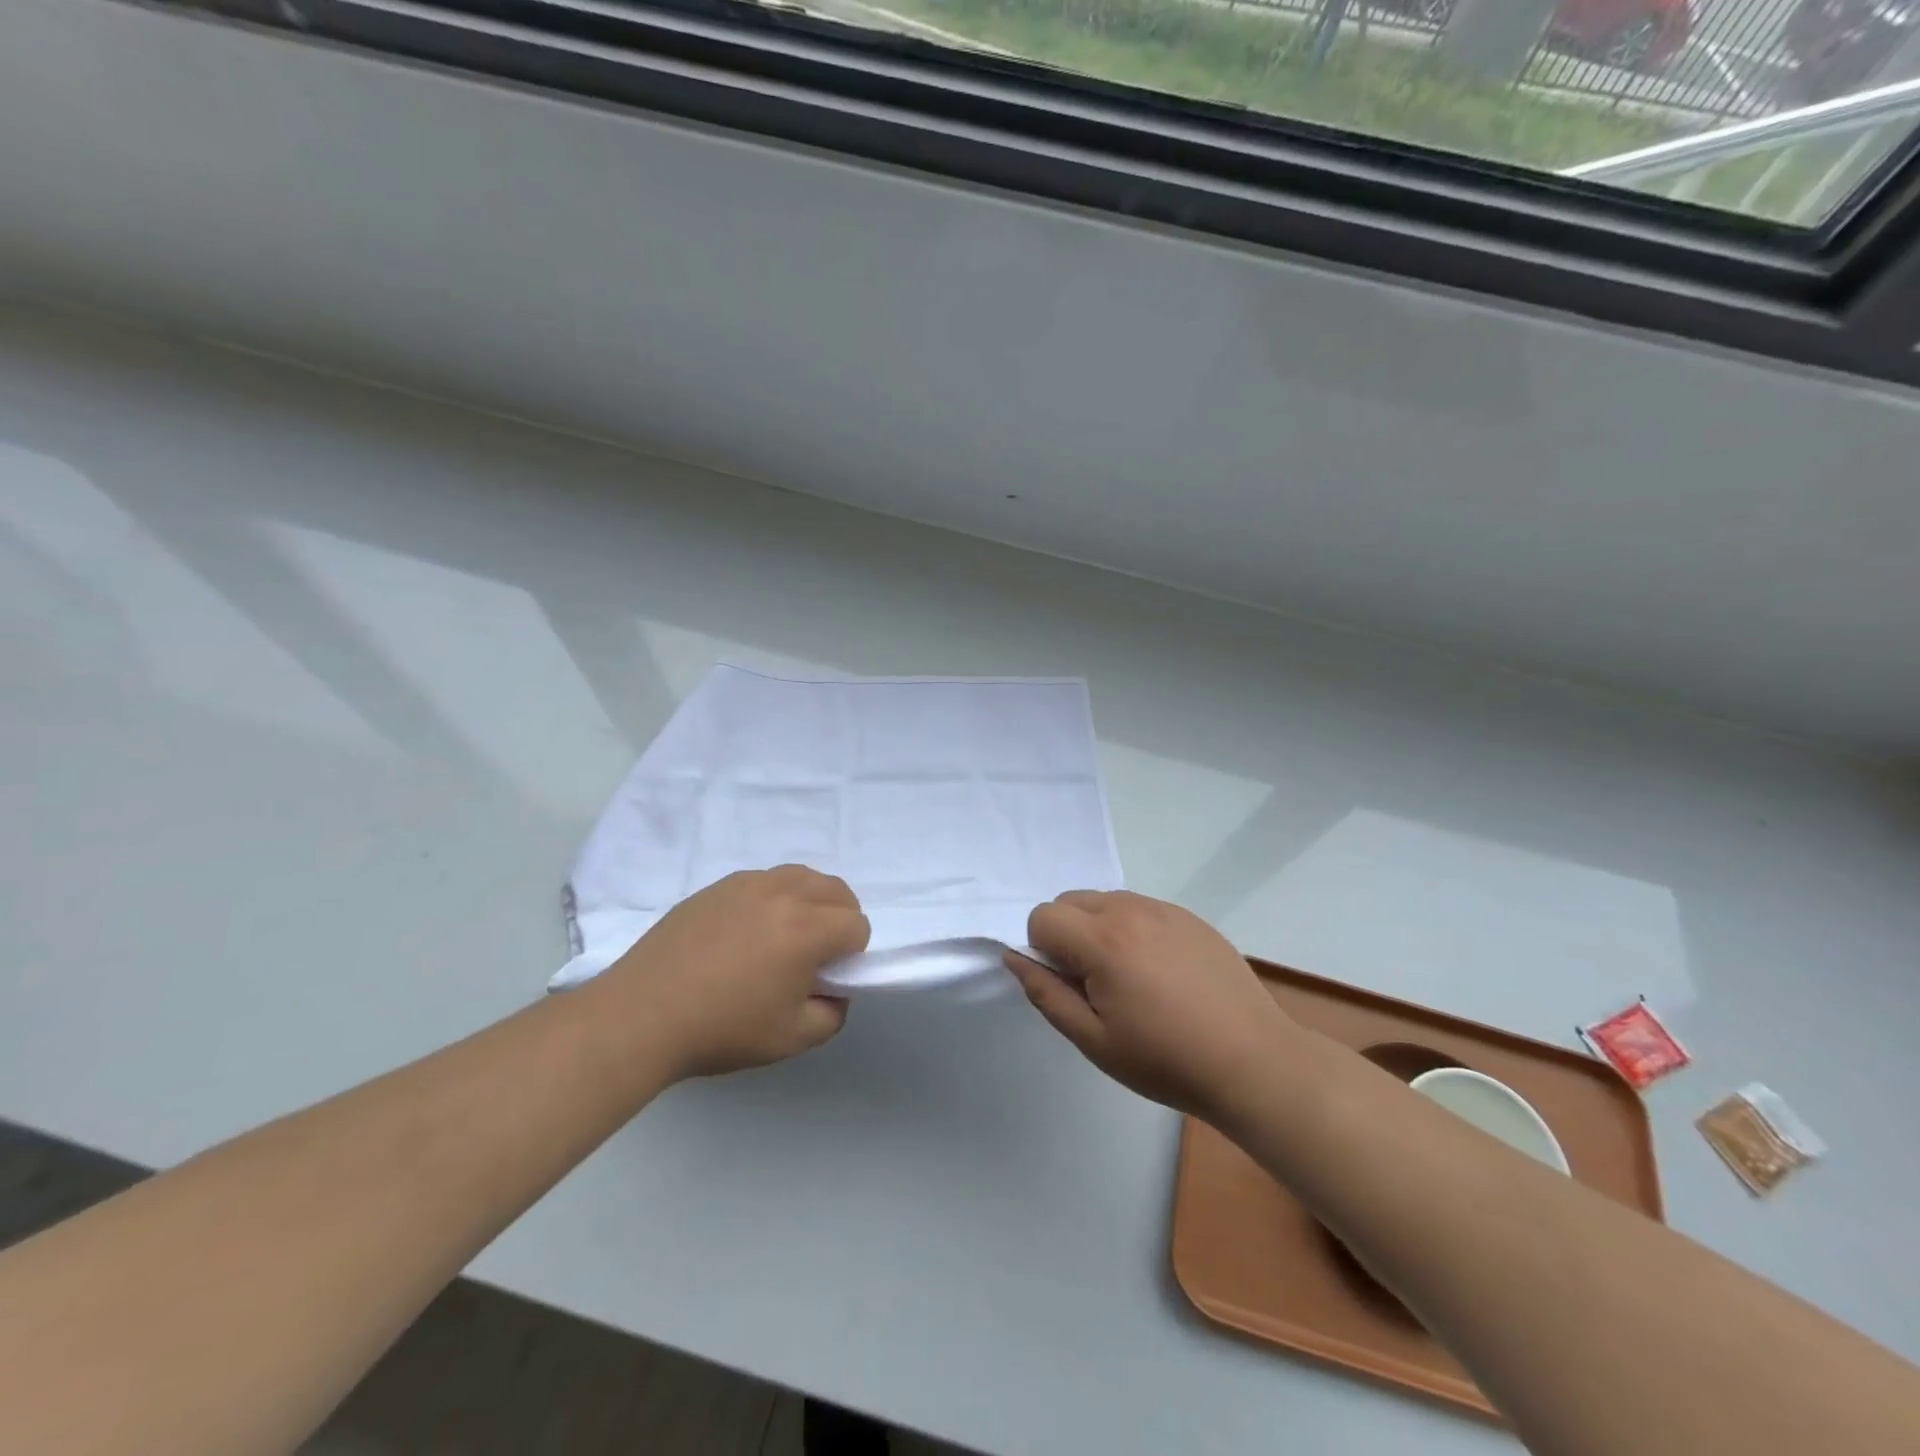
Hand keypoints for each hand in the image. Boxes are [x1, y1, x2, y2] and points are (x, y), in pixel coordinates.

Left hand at [604, 865, 868, 1079]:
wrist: (642, 1015)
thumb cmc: (722, 1029)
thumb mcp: (792, 1038)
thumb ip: (833, 1013)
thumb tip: (835, 990)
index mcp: (807, 929)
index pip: (857, 925)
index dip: (853, 954)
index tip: (827, 977)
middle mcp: (783, 893)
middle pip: (837, 890)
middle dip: (840, 918)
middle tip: (816, 954)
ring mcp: (748, 884)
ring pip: (802, 876)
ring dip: (811, 900)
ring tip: (787, 935)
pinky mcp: (718, 886)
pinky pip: (765, 879)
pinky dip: (775, 897)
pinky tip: (749, 931)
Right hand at [1005, 891, 1296, 1121]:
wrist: (1253, 1062)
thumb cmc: (1166, 1060)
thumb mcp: (1094, 1040)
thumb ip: (1046, 993)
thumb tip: (1014, 958)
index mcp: (1103, 941)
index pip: (1042, 916)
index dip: (1042, 951)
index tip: (1070, 986)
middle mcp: (1130, 911)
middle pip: (1070, 900)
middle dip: (1066, 934)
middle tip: (1095, 984)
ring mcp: (1164, 909)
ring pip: (1105, 900)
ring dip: (1098, 929)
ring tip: (1130, 978)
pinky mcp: (1190, 916)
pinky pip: (1140, 908)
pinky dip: (1132, 929)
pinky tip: (1161, 972)